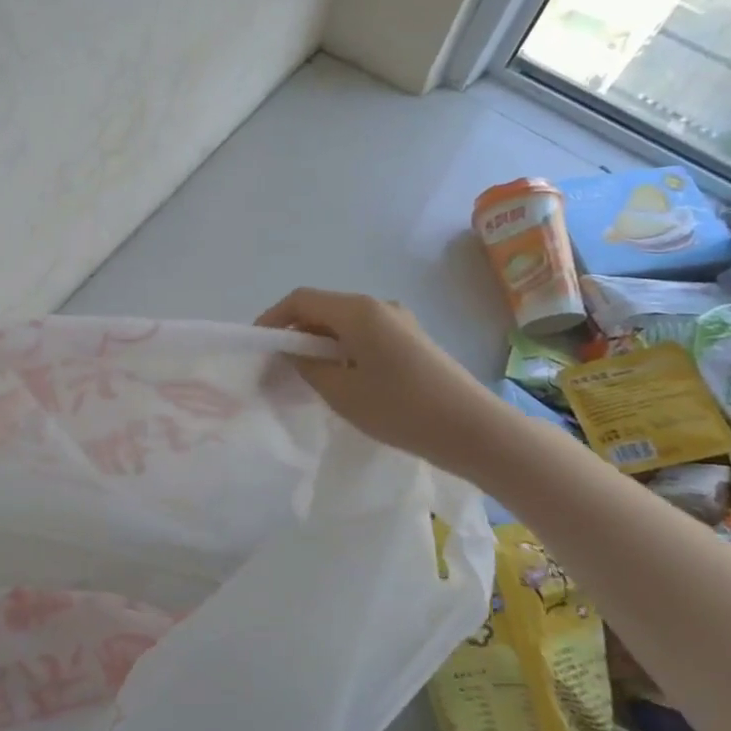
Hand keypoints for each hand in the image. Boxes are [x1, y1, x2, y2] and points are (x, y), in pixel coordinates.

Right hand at [256, 288, 510, 471]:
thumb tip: (292, 353)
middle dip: (294, 332)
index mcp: (358, 310)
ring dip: (318, 343)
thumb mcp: (341, 392)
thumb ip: (307, 367)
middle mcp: (378, 306)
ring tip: (304, 376)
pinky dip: (342, 349)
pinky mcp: (411, 340)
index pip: (301, 300)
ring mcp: (399, 321)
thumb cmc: (400, 408)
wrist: (473, 430)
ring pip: (344, 323)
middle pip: (323, 308)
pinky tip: (340, 379)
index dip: (273, 318)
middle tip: (276, 365)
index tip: (257, 345)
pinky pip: (364, 334)